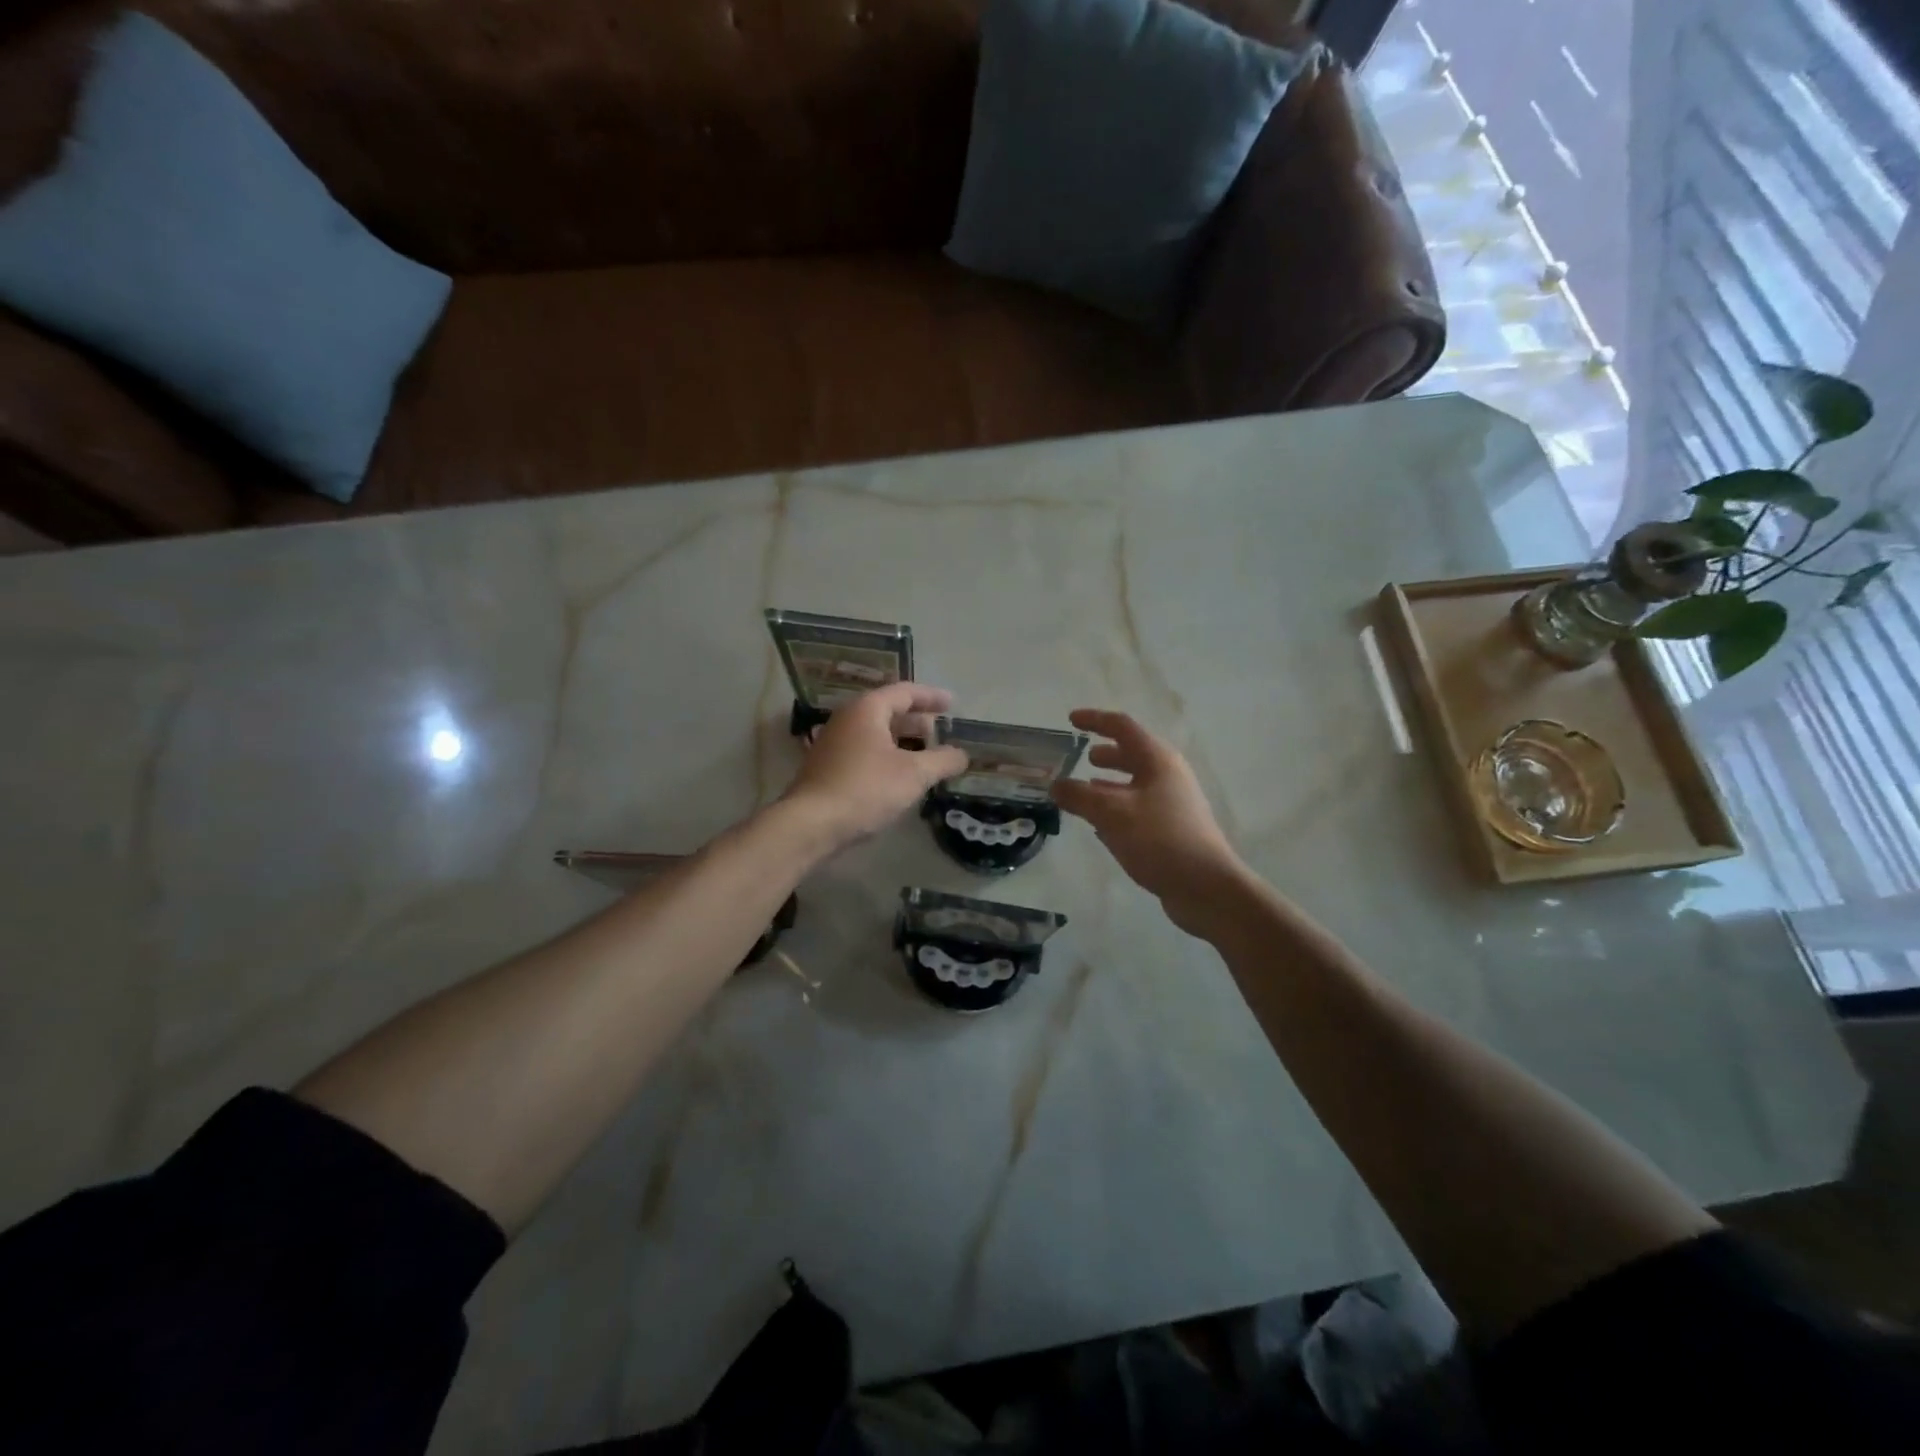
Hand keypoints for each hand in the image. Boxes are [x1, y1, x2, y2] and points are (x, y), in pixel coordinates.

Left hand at [781, 682, 968, 851]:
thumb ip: (942, 761)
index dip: (931, 697)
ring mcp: (833, 744)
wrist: (811, 824)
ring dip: (902, 741)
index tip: (952, 704)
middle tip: (940, 730)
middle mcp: (847, 720)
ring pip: (875, 734)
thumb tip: (962, 755)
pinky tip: (900, 777)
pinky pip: (865, 752)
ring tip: (926, 755)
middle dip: (916, 720)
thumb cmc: (866, 789)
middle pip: (888, 711)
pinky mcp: (828, 769)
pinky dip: (887, 756)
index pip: (904, 692)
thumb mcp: (914, 774)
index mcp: (867, 710)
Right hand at [1053, 708, 1247, 934]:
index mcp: (1157, 760)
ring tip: (1085, 790)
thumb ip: (1079, 796)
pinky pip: (1139, 808)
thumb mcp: (1110, 814)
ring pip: (1134, 783)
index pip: (1122, 727)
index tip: (1070, 720)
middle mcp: (1168, 775)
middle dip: (1105, 754)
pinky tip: (1101, 825)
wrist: (1206, 887)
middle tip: (1080, 757)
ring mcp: (1173, 803)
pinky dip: (1117, 807)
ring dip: (1109, 783)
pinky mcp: (1172, 829)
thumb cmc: (1159, 839)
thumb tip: (1055, 785)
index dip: (1094, 720)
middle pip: (1132, 754)